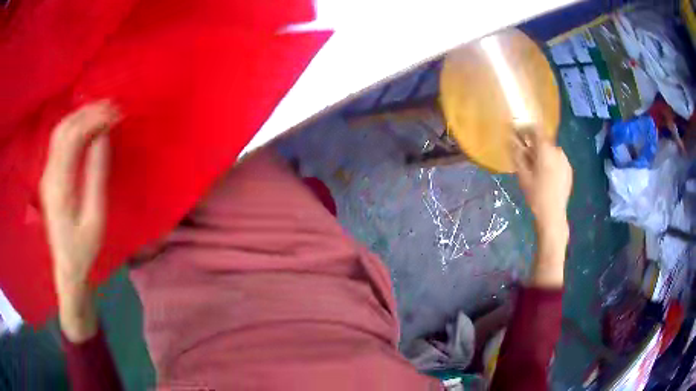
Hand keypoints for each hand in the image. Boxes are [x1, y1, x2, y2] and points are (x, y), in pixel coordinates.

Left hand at [40, 101, 117, 340]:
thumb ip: (97, 175)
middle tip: (112, 105)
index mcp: (60, 186)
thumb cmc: (83, 249)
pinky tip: (86, 126)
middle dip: (88, 111)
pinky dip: (74, 126)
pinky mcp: (48, 176)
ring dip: (80, 116)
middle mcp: (49, 174)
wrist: (66, 268)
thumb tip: (103, 138)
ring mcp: (46, 174)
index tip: (116, 112)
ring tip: (102, 111)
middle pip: (64, 129)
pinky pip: (59, 141)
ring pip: (59, 131)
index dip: (94, 119)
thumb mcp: (95, 218)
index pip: (73, 137)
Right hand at [512, 130, 571, 287]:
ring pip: (551, 152)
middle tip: (524, 156)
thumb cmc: (536, 196)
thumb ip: (517, 155)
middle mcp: (558, 151)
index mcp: (546, 150)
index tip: (517, 134)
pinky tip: (545, 176)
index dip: (525, 129)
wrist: (553, 216)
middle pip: (543, 142)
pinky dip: (550, 163)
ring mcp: (565, 161)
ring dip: (542, 155)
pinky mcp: (569, 171)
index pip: (536, 130)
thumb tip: (510, 140)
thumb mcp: (523, 176)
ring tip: (535, 169)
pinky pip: (557, 161)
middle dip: (533, 146)